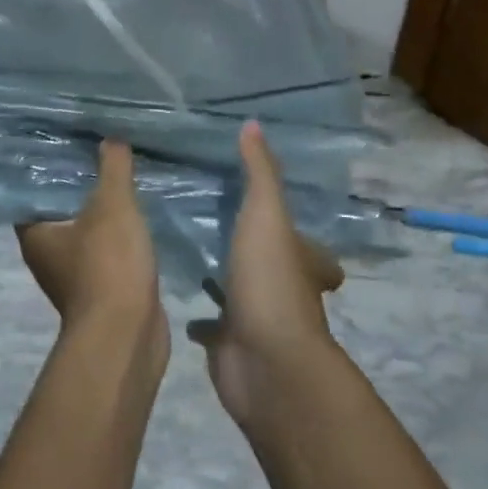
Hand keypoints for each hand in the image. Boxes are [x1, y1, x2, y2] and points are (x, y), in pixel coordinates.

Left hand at [17, 141, 168, 363]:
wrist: (128, 334)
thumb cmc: (107, 265)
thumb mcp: (112, 204)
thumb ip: (112, 168)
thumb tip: (110, 138)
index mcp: (36, 233)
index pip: (31, 190)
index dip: (46, 166)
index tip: (65, 140)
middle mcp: (47, 254)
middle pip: (60, 209)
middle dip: (79, 183)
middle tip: (98, 150)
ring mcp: (75, 275)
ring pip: (87, 231)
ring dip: (102, 210)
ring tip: (122, 175)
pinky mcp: (102, 289)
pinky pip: (108, 250)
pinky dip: (119, 234)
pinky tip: (138, 214)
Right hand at [189, 122, 345, 428]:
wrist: (265, 364)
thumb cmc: (271, 282)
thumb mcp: (267, 215)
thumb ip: (259, 172)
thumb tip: (253, 124)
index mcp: (301, 262)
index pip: (313, 250)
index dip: (301, 237)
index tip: (271, 217)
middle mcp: (284, 291)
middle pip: (274, 270)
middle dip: (254, 254)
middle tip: (216, 226)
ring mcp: (257, 321)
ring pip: (240, 294)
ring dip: (224, 280)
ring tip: (190, 253)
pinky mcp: (230, 345)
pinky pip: (212, 326)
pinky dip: (199, 316)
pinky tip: (174, 295)